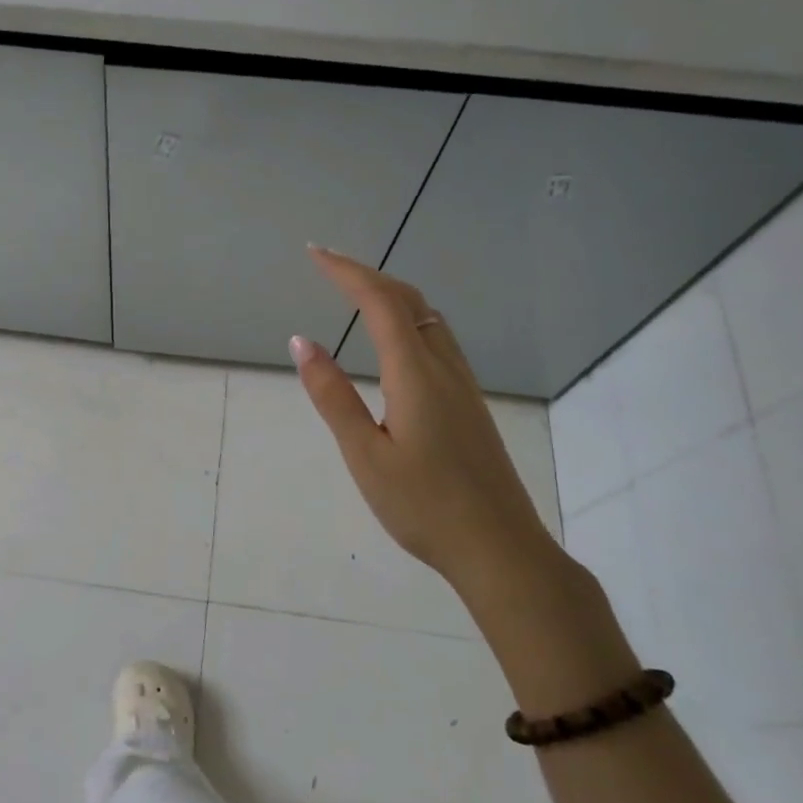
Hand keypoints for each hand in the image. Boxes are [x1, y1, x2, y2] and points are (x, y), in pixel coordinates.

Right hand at [291, 247, 553, 599]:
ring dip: (391, 294)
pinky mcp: (469, 403)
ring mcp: (463, 385)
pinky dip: (407, 319)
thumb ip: (333, 395)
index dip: (346, 272)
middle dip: (367, 274)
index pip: (380, 303)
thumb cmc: (423, 506)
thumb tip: (303, 342)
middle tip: (328, 265)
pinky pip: (436, 339)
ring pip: (427, 318)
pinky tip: (394, 340)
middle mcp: (444, 368)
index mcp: (415, 374)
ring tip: (355, 292)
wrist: (500, 548)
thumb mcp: (364, 454)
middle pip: (409, 300)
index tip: (314, 253)